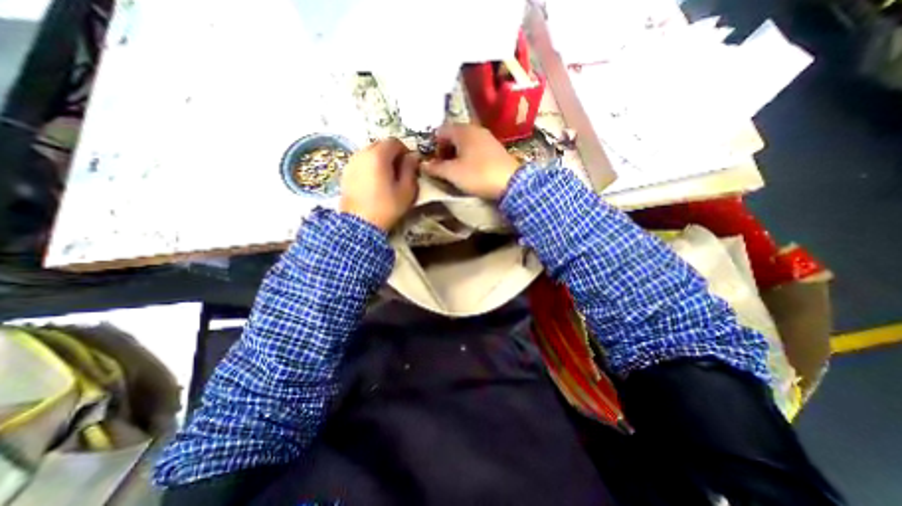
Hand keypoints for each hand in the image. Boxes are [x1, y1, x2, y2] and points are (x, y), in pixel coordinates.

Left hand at [339, 138, 420, 233]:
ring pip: (370, 153)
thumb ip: (410, 169)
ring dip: (381, 161)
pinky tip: (375, 183)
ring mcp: (351, 162)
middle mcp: (362, 153)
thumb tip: (413, 156)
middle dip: (393, 155)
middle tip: (400, 171)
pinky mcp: (346, 172)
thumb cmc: (387, 207)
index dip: (405, 151)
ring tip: (387, 178)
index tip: (410, 165)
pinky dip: (370, 167)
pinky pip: (362, 162)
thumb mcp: (406, 190)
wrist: (360, 224)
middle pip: (381, 145)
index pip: (394, 142)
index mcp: (378, 155)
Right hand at [423, 122, 521, 198]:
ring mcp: (487, 137)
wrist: (511, 182)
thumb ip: (435, 167)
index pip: (441, 131)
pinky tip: (471, 169)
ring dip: (457, 154)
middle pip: (453, 136)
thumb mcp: (452, 173)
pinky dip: (469, 156)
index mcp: (462, 130)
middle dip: (445, 150)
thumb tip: (423, 165)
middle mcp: (475, 129)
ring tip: (457, 170)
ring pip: (465, 142)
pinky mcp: (496, 148)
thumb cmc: (478, 174)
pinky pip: (476, 148)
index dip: (434, 146)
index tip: (435, 162)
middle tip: (444, 167)